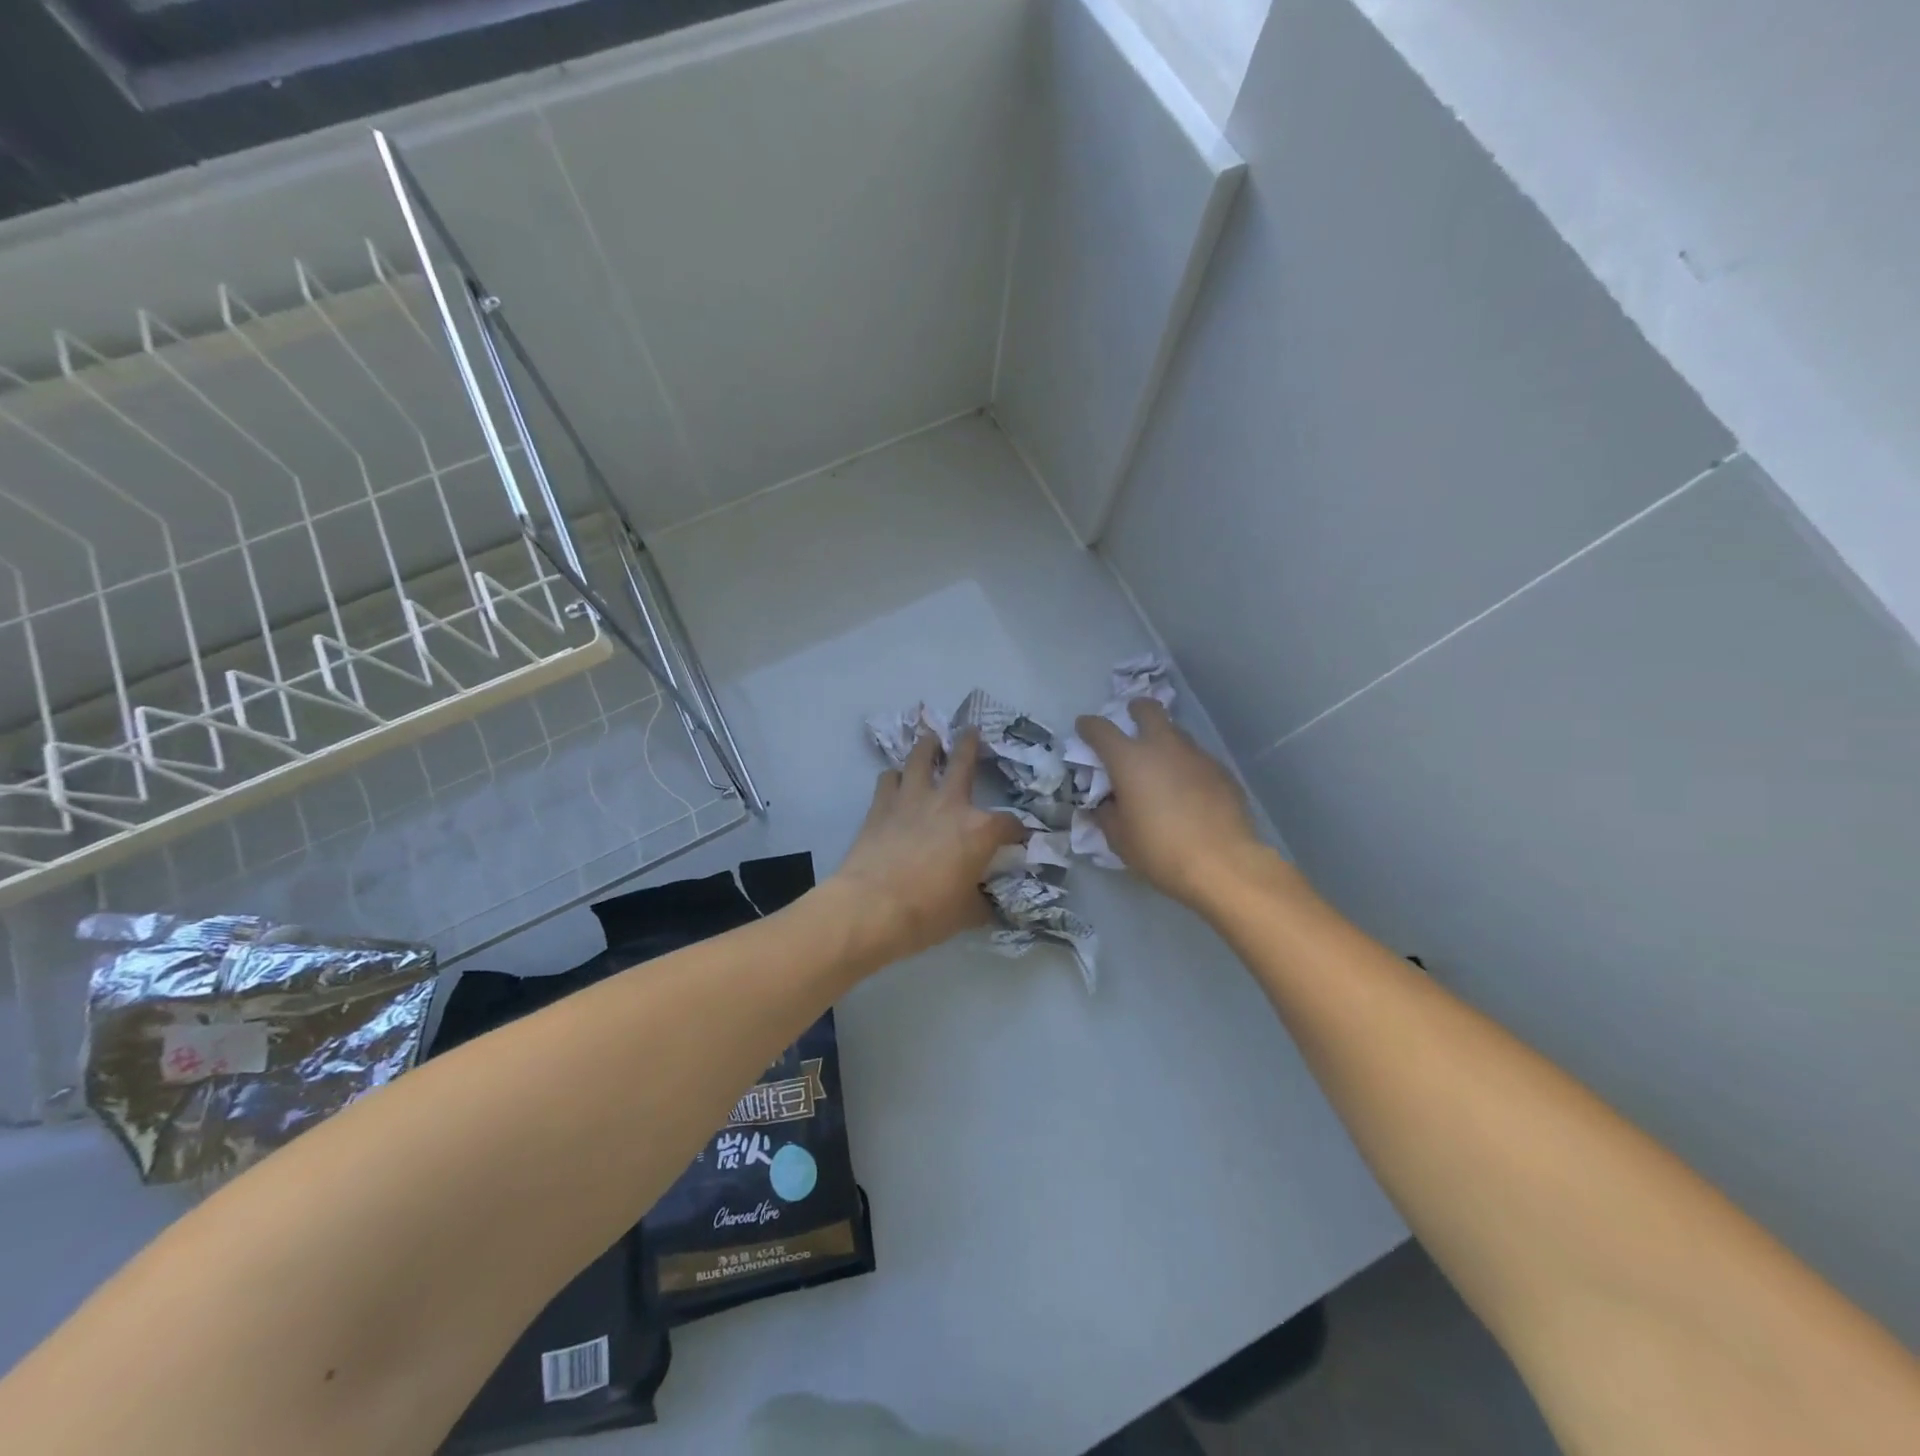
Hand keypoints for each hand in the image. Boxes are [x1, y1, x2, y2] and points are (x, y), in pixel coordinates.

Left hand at [831, 729, 1026, 963]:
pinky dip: (894, 777)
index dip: (1017, 831)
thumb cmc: (926, 913)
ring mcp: (913, 799)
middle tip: (971, 731)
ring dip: (927, 746)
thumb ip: (981, 902)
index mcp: (980, 830)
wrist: (871, 907)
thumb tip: (987, 903)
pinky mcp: (881, 805)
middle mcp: (950, 803)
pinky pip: (888, 779)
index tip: (1016, 837)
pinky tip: (895, 781)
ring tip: (929, 740)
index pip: (1009, 824)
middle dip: (970, 745)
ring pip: (920, 757)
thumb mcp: (966, 914)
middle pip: (964, 761)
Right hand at [1074, 700, 1267, 908]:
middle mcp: (1163, 747)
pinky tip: (1187, 791)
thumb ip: (1107, 813)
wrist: (1222, 864)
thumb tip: (1107, 803)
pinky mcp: (1221, 771)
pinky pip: (1197, 758)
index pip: (1101, 729)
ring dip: (1164, 741)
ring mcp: (1196, 756)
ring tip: (1160, 767)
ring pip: (1176, 733)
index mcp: (1129, 760)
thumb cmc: (1160, 851)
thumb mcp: (1119, 838)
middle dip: (1136, 710)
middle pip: (1149, 710)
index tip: (1084, 727)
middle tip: (1132, 721)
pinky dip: (1186, 766)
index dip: (1089, 725)